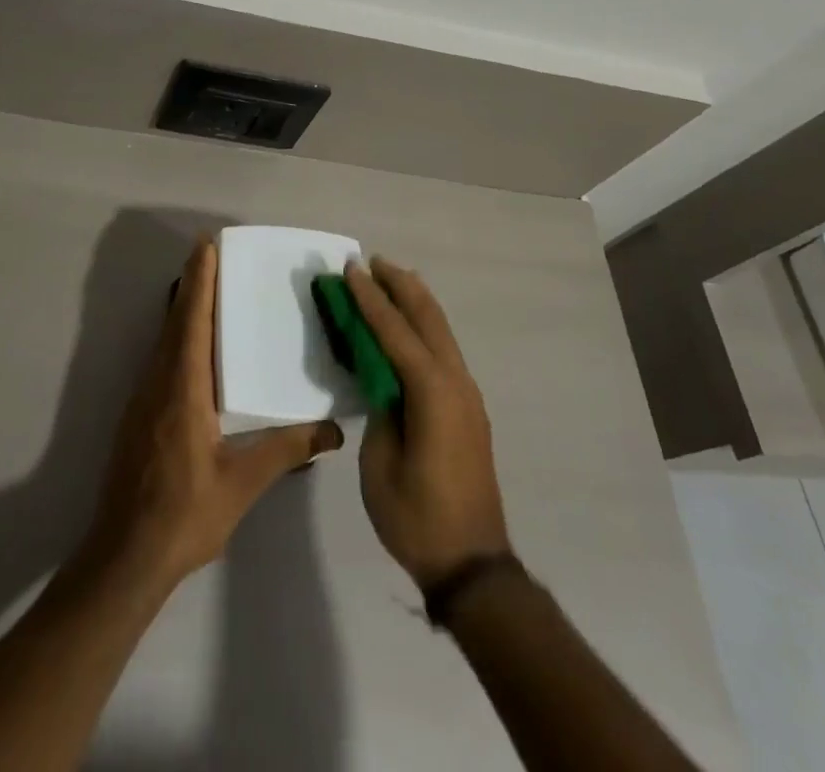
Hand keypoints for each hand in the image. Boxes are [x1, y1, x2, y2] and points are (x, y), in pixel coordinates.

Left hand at [82, 238, 343, 590]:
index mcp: (183, 389)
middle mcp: (159, 383)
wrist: (124, 557)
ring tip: (208, 288)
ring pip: (165, 339)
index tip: (207, 246)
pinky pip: (161, 358)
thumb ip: (286, 451)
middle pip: (175, 321)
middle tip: (212, 253)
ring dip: (184, 308)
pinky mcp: (139, 415)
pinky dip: (178, 335)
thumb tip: (334, 431)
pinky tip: (195, 346)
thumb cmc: (184, 515)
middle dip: (193, 284)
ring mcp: (144, 399)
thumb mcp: (242, 484)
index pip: (192, 321)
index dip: (199, 281)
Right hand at [346, 258, 510, 588]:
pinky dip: (425, 327)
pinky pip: (444, 351)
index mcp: (432, 392)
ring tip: (391, 279)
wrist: (473, 563)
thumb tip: (380, 379)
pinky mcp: (468, 409)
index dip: (370, 299)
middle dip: (400, 286)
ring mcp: (467, 395)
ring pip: (441, 331)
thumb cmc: (417, 516)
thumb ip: (380, 409)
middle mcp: (456, 382)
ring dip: (416, 302)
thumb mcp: (380, 462)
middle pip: (428, 318)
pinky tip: (411, 327)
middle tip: (373, 261)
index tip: (351, 269)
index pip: (395, 332)